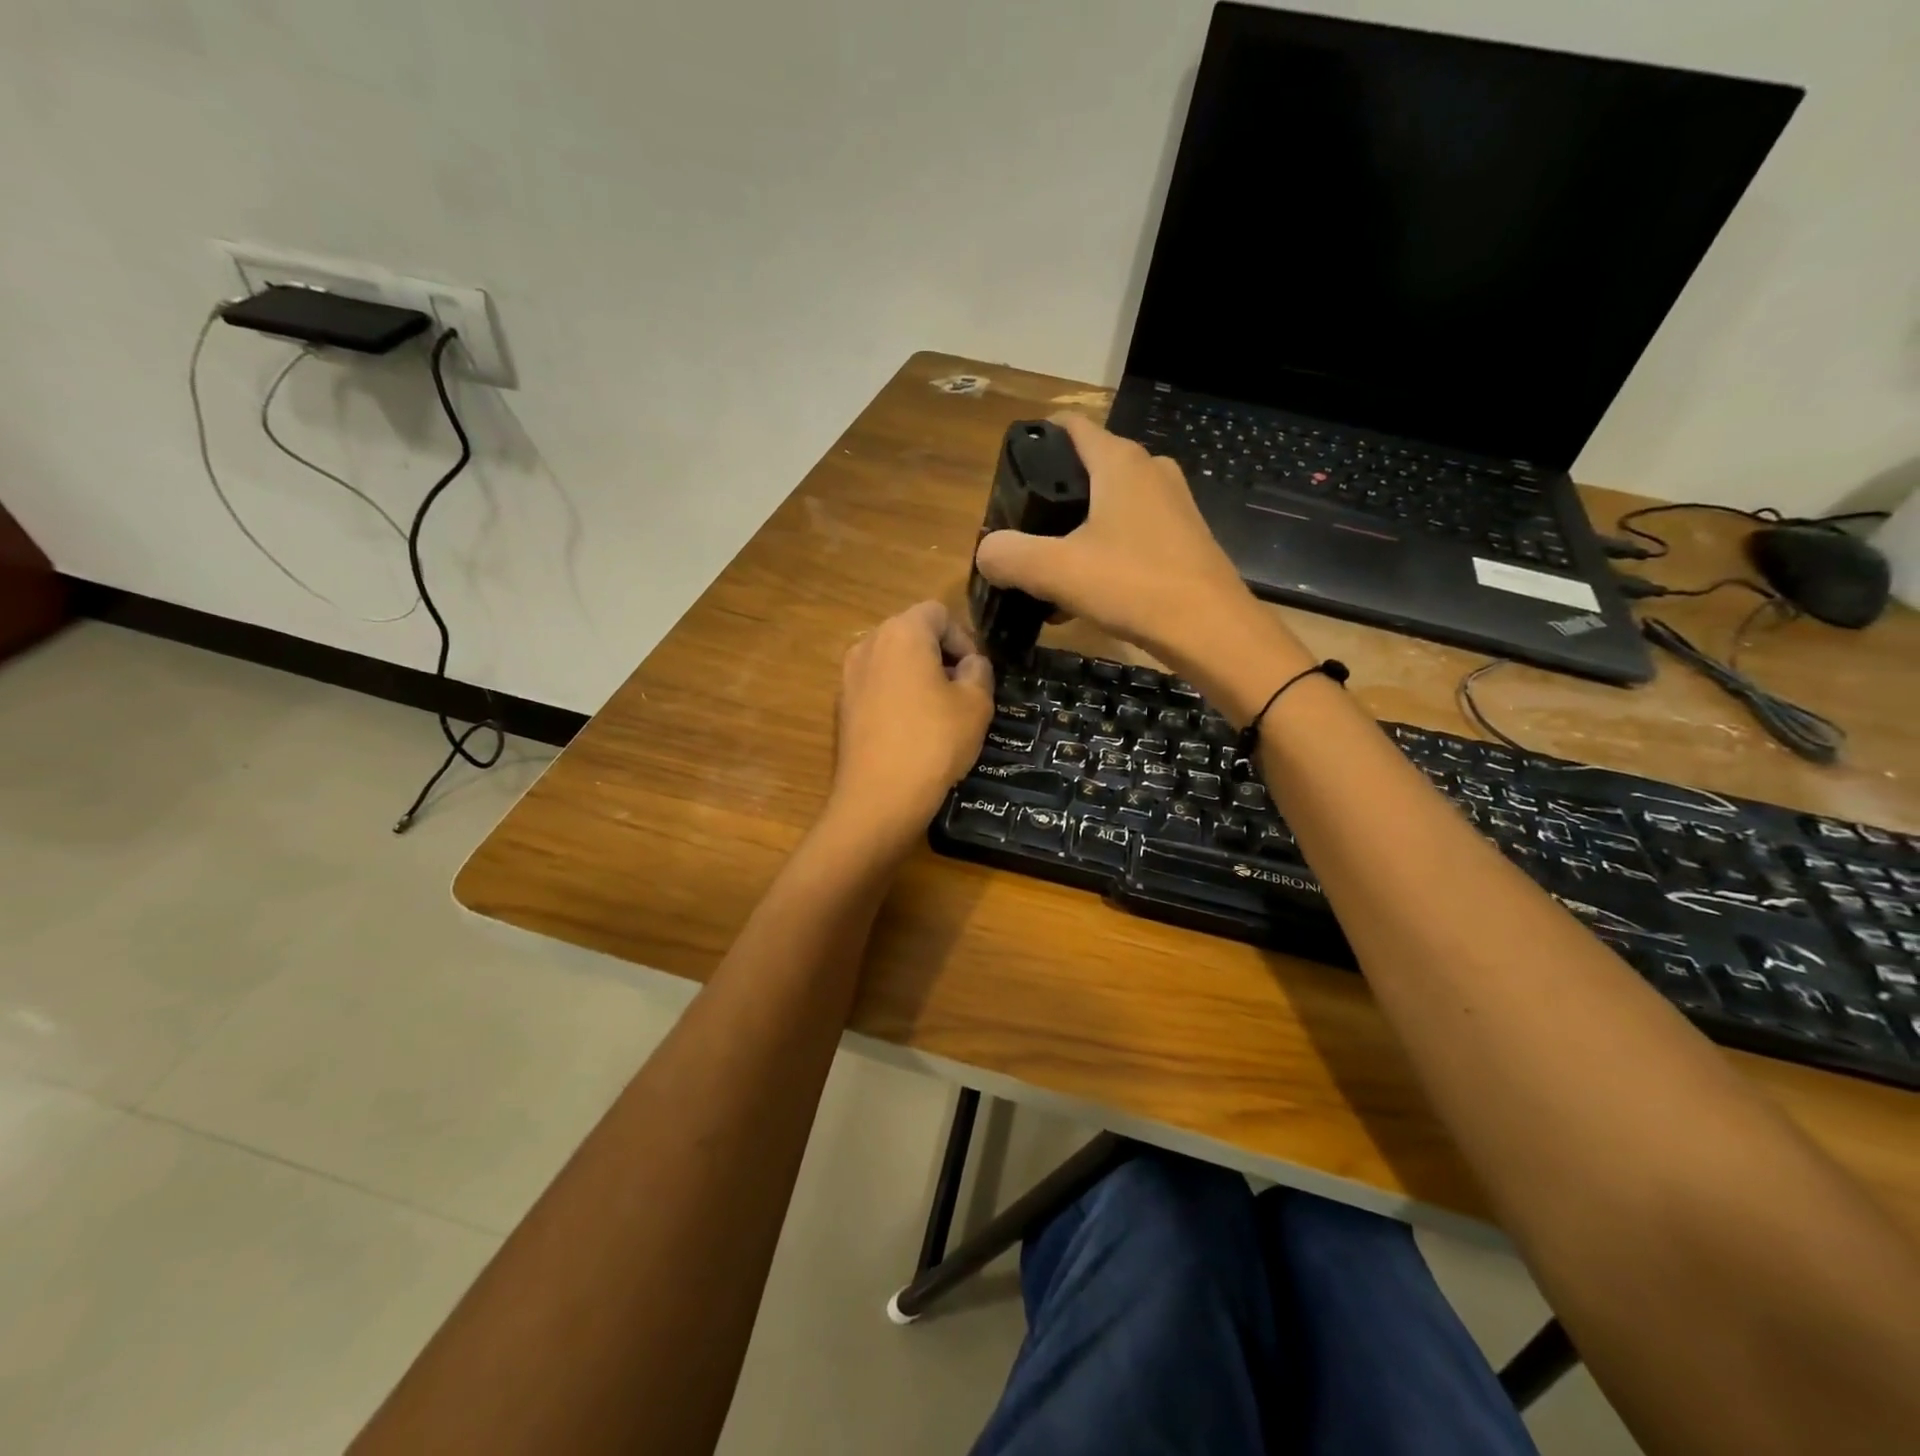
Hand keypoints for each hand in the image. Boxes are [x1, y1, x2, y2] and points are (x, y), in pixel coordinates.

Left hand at [824, 601, 994, 853]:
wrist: (879, 797)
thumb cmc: (934, 741)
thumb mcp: (976, 704)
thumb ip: (979, 671)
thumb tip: (970, 664)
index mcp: (902, 632)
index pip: (938, 613)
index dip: (963, 638)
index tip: (974, 673)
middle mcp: (868, 644)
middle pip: (911, 633)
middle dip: (939, 655)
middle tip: (961, 691)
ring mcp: (848, 676)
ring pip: (892, 662)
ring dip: (917, 676)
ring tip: (938, 713)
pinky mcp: (841, 707)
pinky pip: (876, 688)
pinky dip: (895, 697)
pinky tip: (911, 731)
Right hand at [972, 415, 1310, 707]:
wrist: (1211, 630)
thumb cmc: (1133, 585)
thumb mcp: (1056, 570)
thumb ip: (1010, 555)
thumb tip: (986, 552)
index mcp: (1120, 462)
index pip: (1072, 427)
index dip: (1037, 440)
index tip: (1010, 470)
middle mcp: (1150, 471)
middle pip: (1089, 469)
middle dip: (1054, 496)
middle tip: (1024, 531)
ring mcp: (1173, 505)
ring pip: (1110, 507)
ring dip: (1079, 532)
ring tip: (1050, 569)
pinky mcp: (1184, 540)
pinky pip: (1132, 535)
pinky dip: (1105, 553)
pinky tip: (1087, 592)